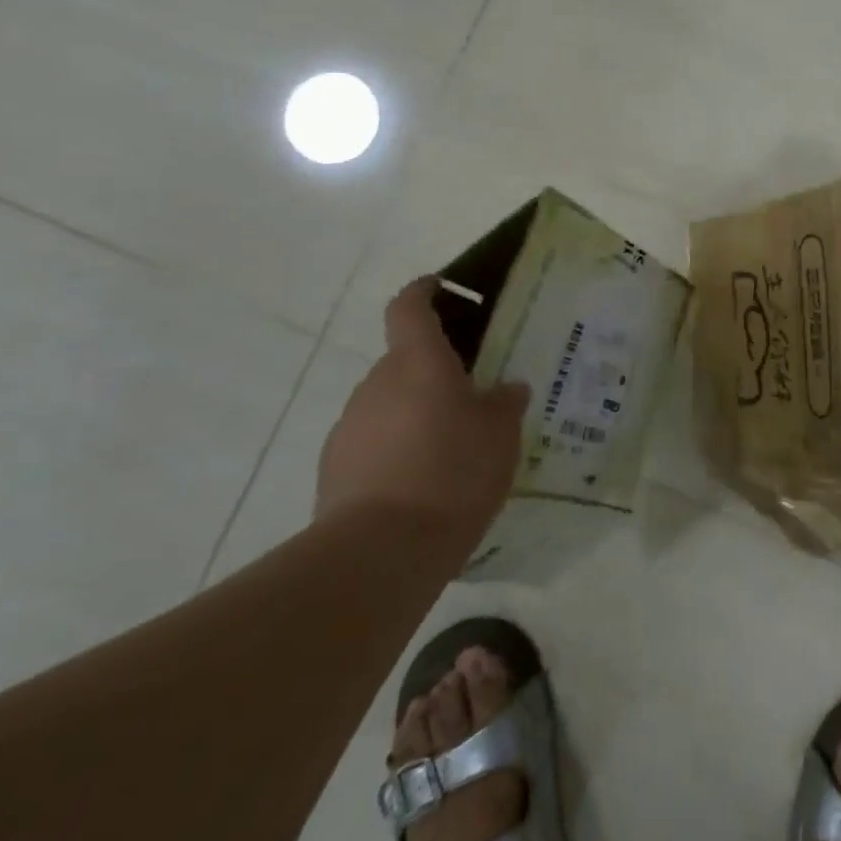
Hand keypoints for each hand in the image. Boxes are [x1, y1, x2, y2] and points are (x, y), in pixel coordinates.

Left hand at [316, 276, 530, 544]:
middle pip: (404, 360)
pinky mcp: (334, 468)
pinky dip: (396, 449)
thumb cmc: (452, 473)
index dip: (423, 291)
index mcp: (418, 362)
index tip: (439, 286)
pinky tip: (422, 482)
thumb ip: (504, 404)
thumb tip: (506, 389)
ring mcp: (350, 426)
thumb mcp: (500, 436)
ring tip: (449, 447)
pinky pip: (373, 441)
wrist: (378, 554)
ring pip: (388, 402)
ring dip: (414, 412)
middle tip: (471, 393)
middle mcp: (377, 383)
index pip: (409, 307)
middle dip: (433, 370)